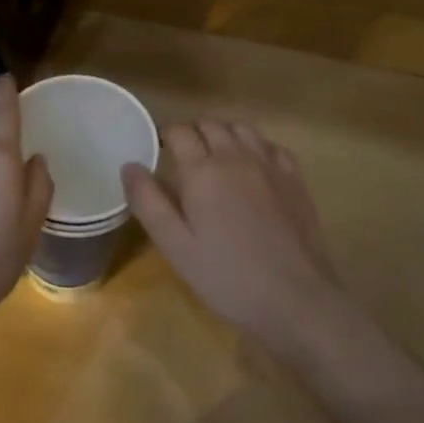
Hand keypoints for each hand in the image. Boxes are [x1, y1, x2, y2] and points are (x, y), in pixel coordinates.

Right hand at [123, 121, 343, 347]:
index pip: (179, 133)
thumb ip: (148, 202)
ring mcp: (269, 165)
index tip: (159, 151)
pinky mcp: (294, 179)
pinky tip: (253, 166)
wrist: (294, 297)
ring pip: (242, 128)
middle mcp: (235, 157)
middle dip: (194, 133)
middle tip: (184, 157)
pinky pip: (272, 145)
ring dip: (224, 133)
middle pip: (211, 125)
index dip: (166, 136)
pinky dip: (256, 146)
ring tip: (216, 155)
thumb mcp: (175, 246)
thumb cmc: (226, 276)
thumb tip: (129, 165)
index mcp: (202, 171)